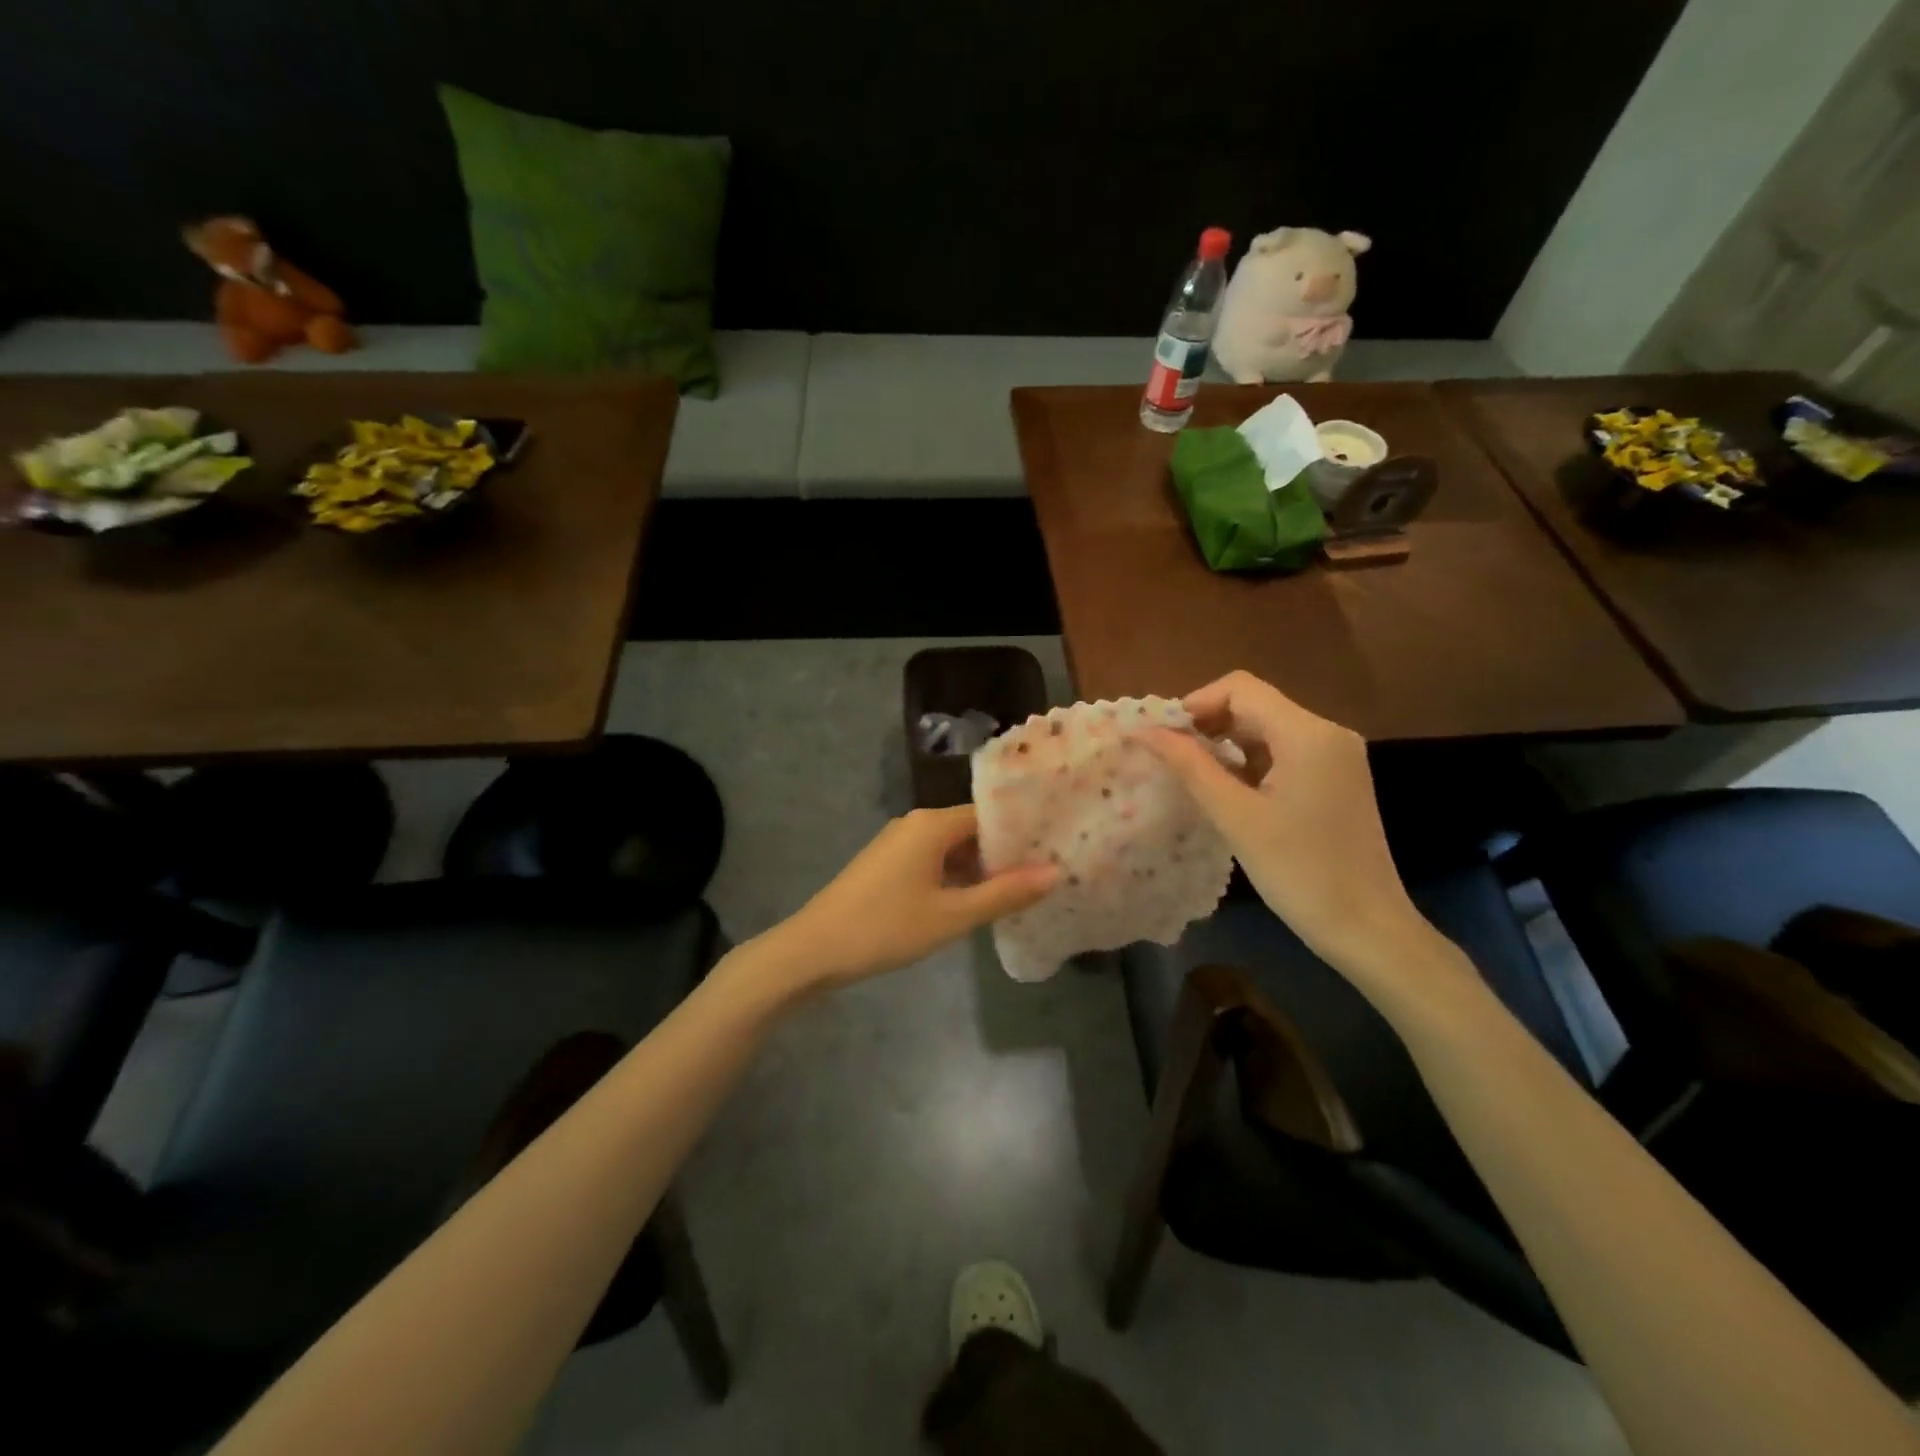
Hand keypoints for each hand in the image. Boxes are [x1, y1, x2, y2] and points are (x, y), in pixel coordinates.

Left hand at [761, 806, 1058, 991]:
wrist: (814, 949)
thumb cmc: (886, 928)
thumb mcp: (952, 916)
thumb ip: (1005, 893)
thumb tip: (1055, 873)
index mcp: (932, 824)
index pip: (989, 815)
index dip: (1021, 832)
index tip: (1054, 848)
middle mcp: (916, 824)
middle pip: (971, 830)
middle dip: (1004, 853)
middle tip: (1046, 873)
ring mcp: (898, 844)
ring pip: (951, 848)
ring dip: (980, 868)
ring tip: (1020, 890)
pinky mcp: (886, 865)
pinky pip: (932, 861)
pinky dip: (955, 877)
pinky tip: (975, 901)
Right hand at [1145, 671, 1421, 974]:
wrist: (1367, 928)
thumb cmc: (1299, 871)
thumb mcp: (1235, 816)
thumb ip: (1189, 766)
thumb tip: (1144, 731)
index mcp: (1308, 733)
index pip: (1240, 688)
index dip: (1196, 704)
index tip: (1165, 739)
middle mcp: (1327, 733)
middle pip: (1254, 705)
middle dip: (1208, 725)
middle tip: (1171, 760)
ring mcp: (1335, 757)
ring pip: (1266, 730)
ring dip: (1226, 746)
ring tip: (1193, 778)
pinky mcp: (1335, 779)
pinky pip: (1283, 753)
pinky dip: (1249, 763)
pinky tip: (1227, 792)